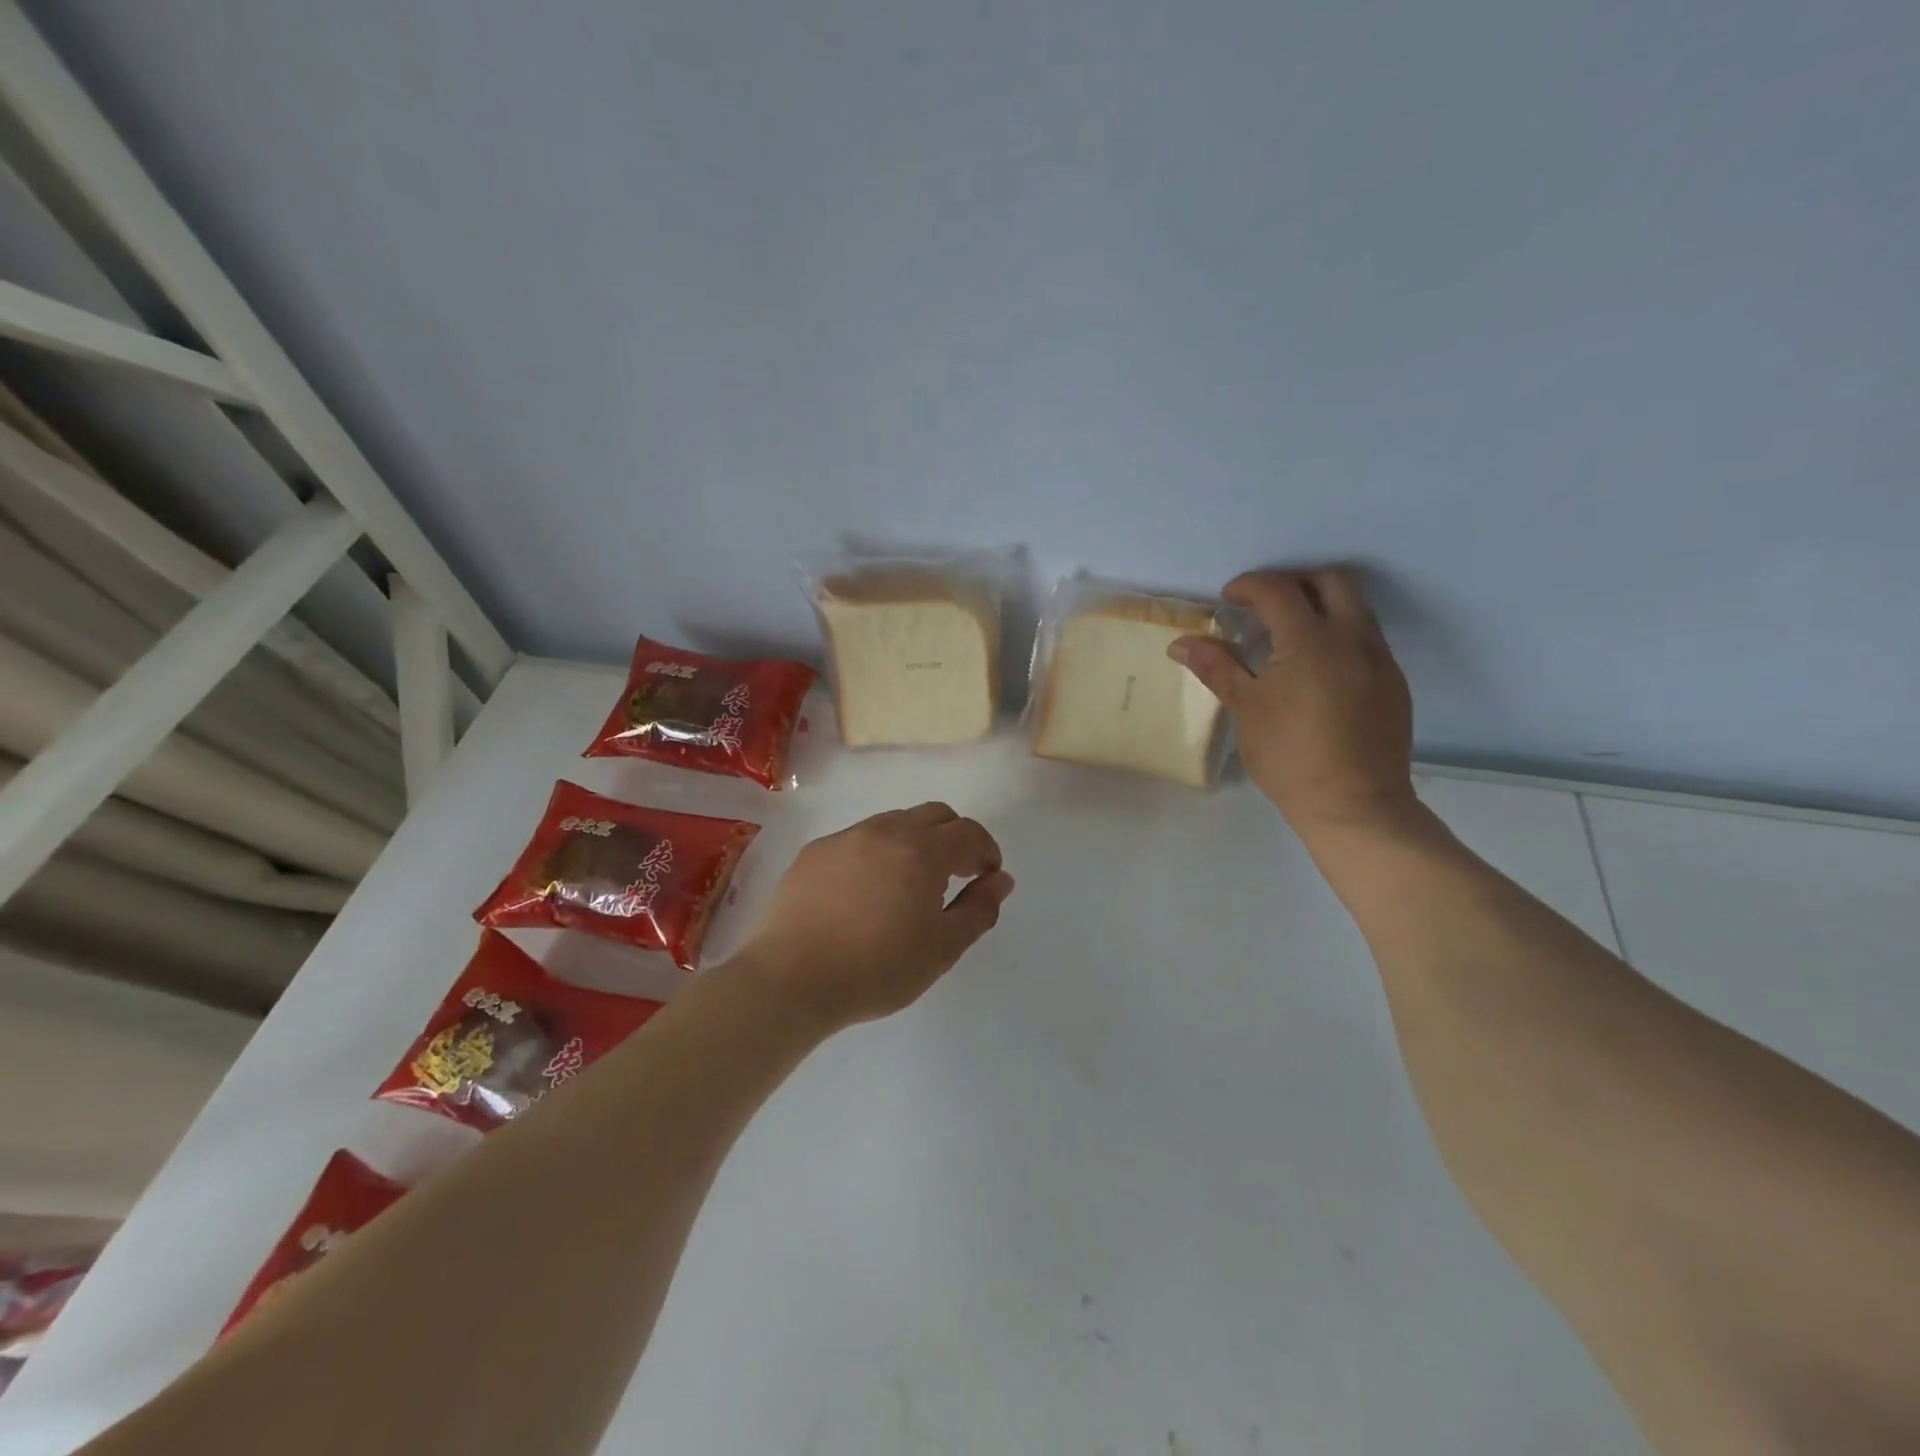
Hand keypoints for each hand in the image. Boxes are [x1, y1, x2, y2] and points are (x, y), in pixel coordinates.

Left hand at [732, 803, 1014, 1032]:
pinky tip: (865, 891)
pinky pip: (859, 839)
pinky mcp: (814, 852)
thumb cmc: (876, 969)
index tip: (986, 878)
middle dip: (954, 838)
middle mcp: (885, 831)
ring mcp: (846, 838)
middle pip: (935, 815)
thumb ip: (979, 909)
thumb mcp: (942, 948)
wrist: (790, 979)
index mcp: (922, 851)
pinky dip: (877, 853)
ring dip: (915, 842)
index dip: (986, 852)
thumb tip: (1000, 880)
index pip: (969, 832)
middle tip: (954, 876)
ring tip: (909, 885)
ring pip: (894, 822)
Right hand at [1170, 568, 1417, 842]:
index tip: (1228, 599)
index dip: (1249, 586)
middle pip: (1330, 581)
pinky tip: (1315, 670)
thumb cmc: (1289, 756)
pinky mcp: (1394, 682)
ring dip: (1320, 606)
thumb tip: (1181, 642)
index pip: (1279, 590)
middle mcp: (1353, 638)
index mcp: (1312, 640)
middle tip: (1264, 607)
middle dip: (1294, 583)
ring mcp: (1380, 659)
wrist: (1354, 804)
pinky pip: (1366, 638)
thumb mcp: (1246, 708)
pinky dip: (1338, 635)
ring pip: (1355, 607)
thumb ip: (1217, 666)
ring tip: (1288, 637)